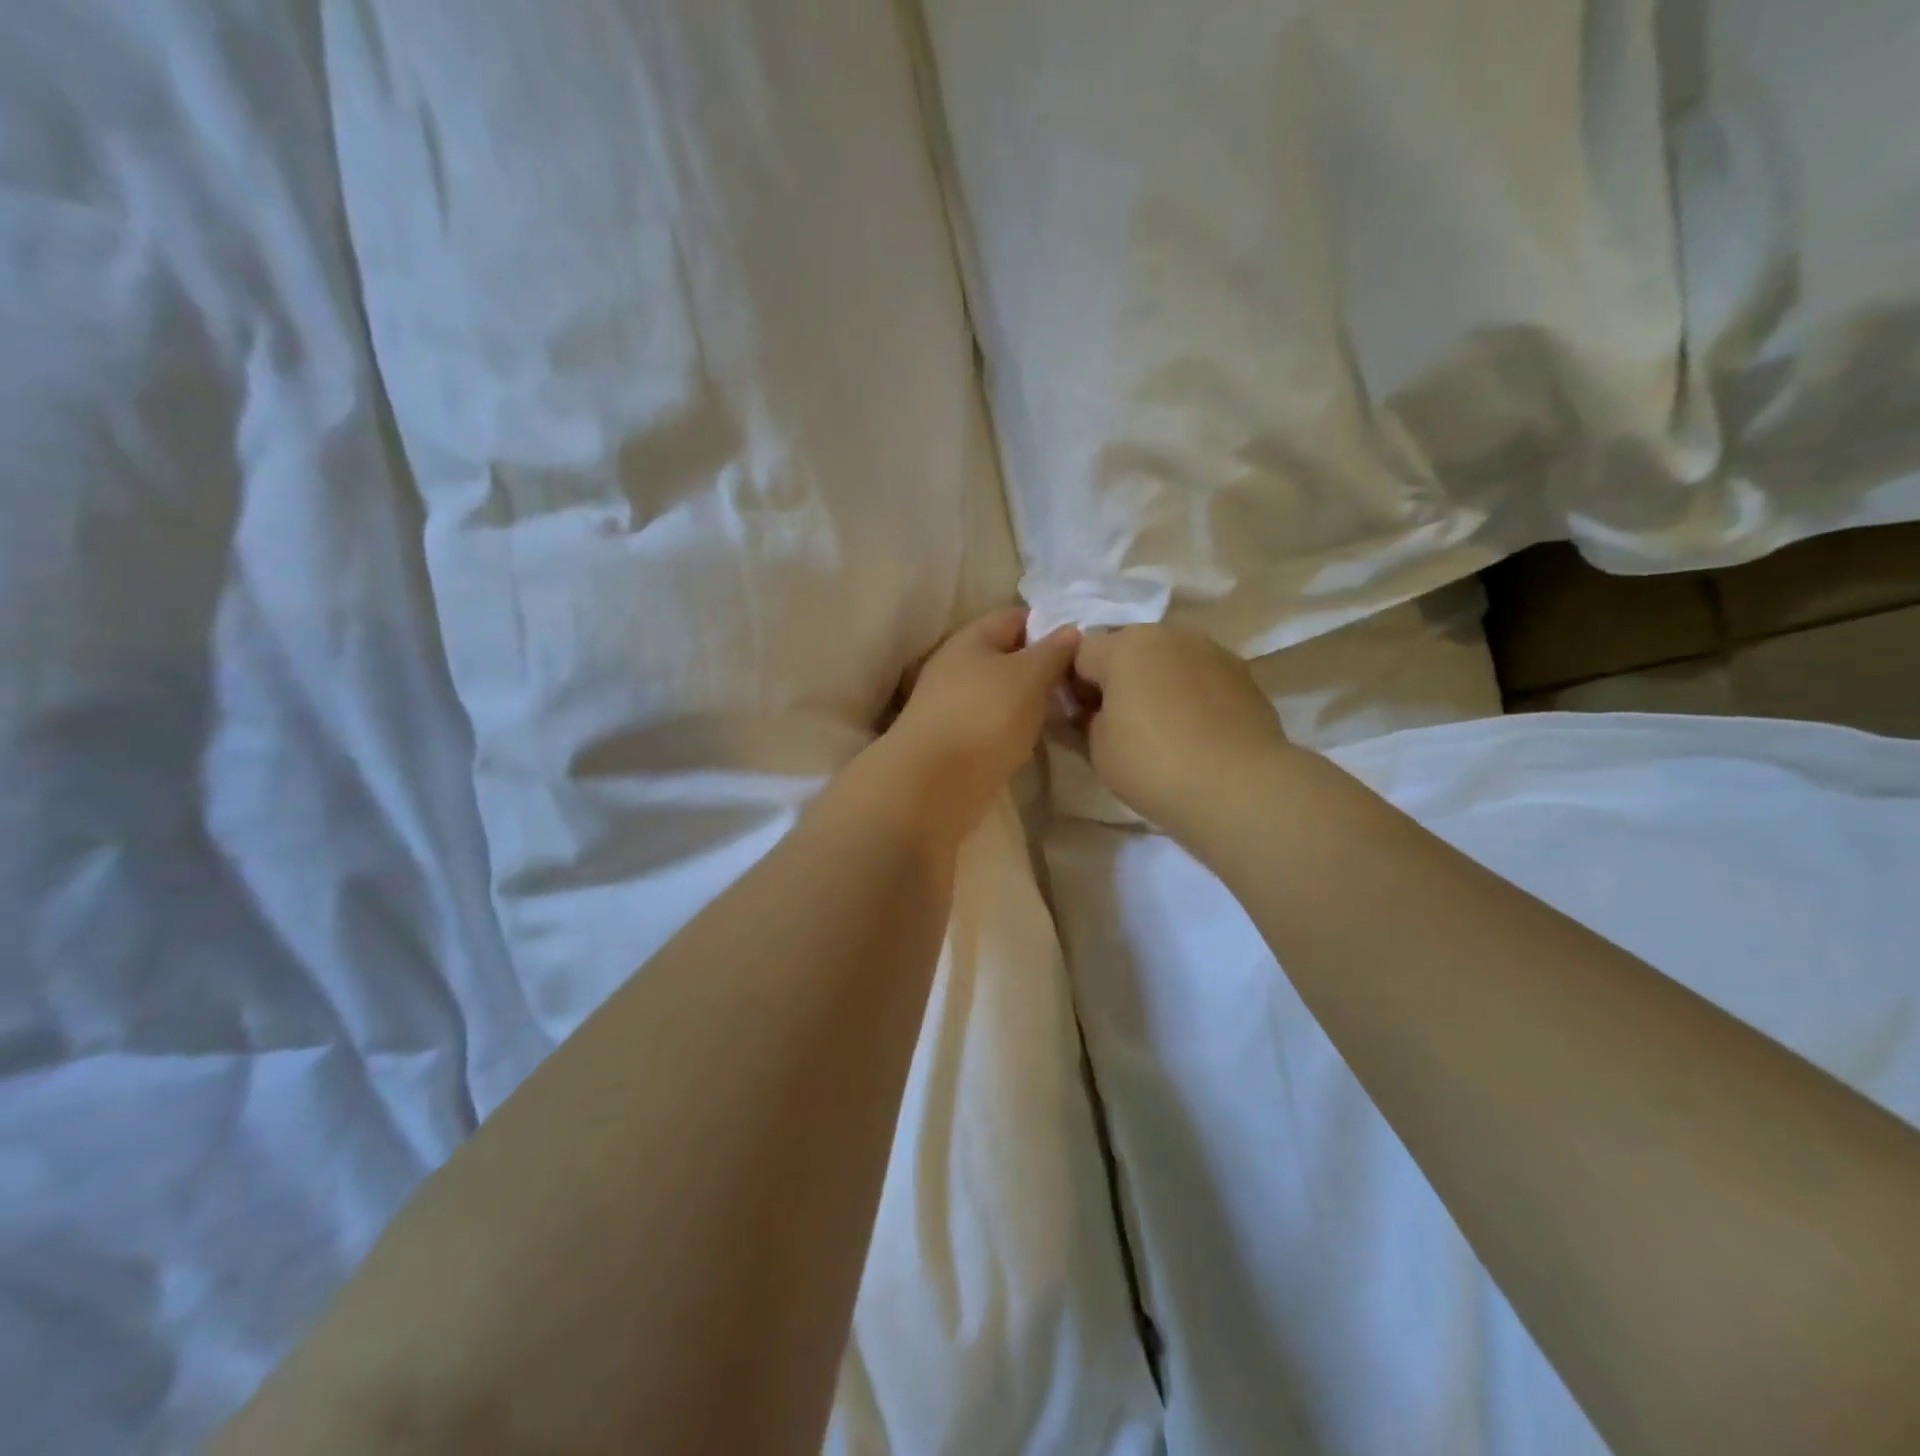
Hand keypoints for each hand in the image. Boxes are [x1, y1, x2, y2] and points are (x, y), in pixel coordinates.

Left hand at [865, 607, 1080, 840]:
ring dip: (1030, 700)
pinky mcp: (955, 739)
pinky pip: (993, 722)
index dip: (1049, 625)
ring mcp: (952, 705)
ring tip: (1067, 712)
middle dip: (1043, 667)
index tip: (1082, 646)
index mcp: (970, 639)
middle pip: (1007, 656)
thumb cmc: (985, 716)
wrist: (934, 784)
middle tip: (1081, 683)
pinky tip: (1037, 738)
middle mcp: (957, 666)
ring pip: (1001, 692)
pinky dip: (1015, 727)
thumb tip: (1070, 630)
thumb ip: (1053, 651)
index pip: (1015, 617)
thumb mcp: (1029, 675)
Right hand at [1074, 624, 1288, 840]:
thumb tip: (1093, 712)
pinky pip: (1200, 678)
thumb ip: (1085, 719)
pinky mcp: (1243, 674)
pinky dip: (1191, 696)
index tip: (1079, 722)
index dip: (1073, 687)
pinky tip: (1195, 734)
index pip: (1079, 655)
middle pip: (1127, 651)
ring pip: (1168, 661)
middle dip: (1117, 680)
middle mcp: (1169, 634)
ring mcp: (1211, 650)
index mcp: (1125, 645)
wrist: (1239, 787)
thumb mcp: (1096, 748)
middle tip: (1118, 726)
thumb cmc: (1153, 764)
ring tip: (1162, 731)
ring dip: (1156, 685)